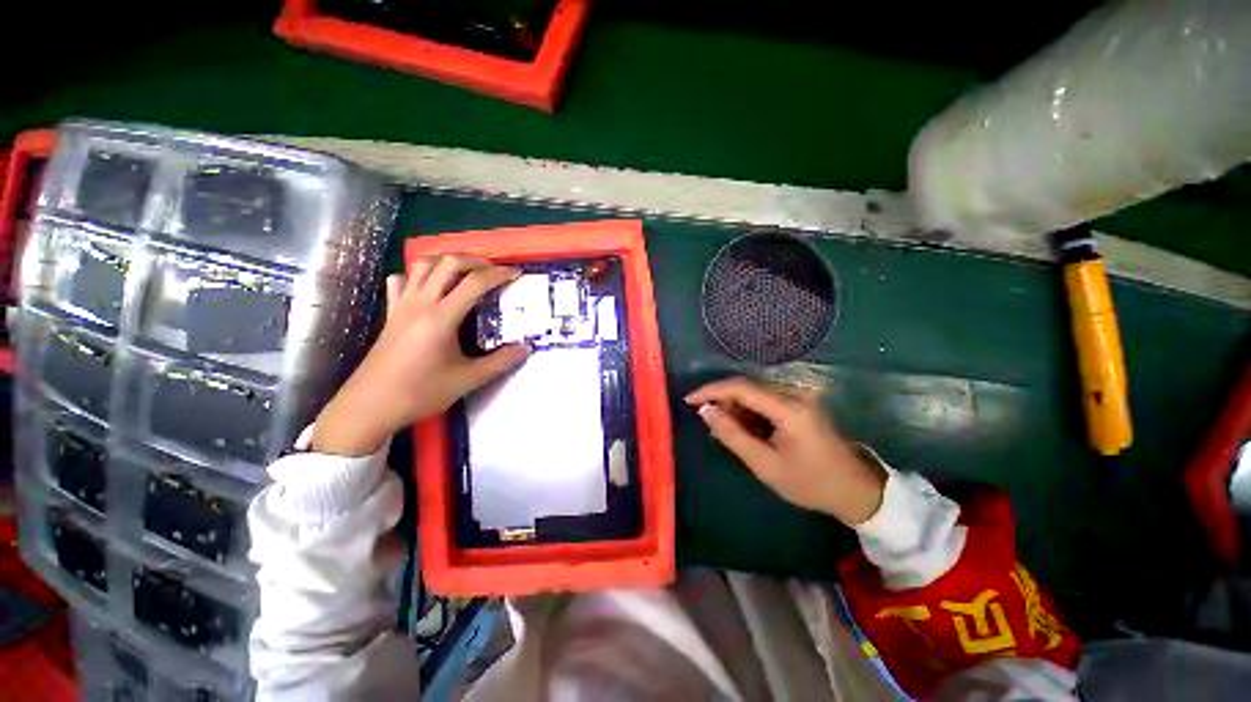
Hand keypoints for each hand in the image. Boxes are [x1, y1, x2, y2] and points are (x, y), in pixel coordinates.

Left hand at [312, 256, 531, 456]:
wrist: (370, 406)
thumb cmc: (420, 393)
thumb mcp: (468, 380)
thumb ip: (500, 362)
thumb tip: (526, 349)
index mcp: (441, 317)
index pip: (474, 282)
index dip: (499, 274)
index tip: (517, 274)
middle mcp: (420, 303)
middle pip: (448, 263)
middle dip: (476, 261)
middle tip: (494, 272)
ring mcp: (402, 305)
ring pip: (423, 266)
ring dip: (448, 263)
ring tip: (466, 274)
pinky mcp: (391, 313)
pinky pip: (402, 281)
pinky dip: (418, 276)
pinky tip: (430, 288)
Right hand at [685, 377, 885, 524]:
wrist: (855, 490)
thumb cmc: (810, 483)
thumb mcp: (765, 465)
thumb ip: (732, 435)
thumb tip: (705, 411)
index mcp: (788, 408)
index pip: (741, 388)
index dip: (711, 390)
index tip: (689, 400)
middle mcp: (794, 393)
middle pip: (747, 388)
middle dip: (722, 402)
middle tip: (707, 424)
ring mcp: (799, 397)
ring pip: (754, 393)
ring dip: (735, 408)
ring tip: (723, 432)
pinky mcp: (800, 403)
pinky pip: (765, 401)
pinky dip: (749, 413)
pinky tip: (743, 430)